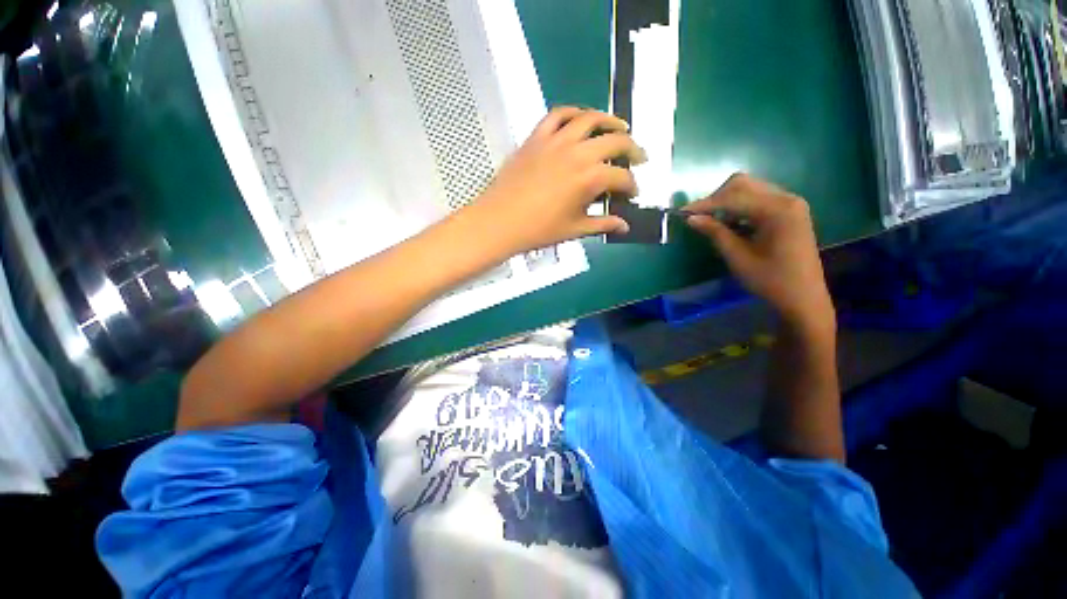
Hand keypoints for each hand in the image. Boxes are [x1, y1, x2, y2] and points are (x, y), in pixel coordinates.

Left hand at [467, 107, 645, 254]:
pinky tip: (580, 119)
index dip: (631, 186)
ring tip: (620, 127)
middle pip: (615, 141)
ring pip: (590, 119)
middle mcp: (578, 153)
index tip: (632, 194)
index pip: (621, 177)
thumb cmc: (538, 230)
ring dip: (610, 121)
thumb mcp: (574, 229)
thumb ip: (602, 224)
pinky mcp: (537, 137)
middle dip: (632, 149)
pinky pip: (558, 115)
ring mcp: (556, 140)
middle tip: (638, 158)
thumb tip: (624, 226)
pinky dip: (573, 113)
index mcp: (589, 179)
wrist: (500, 221)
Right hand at [685, 174, 834, 332]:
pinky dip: (739, 207)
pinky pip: (758, 199)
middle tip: (698, 217)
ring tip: (711, 222)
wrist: (803, 297)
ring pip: (749, 189)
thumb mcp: (738, 257)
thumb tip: (691, 218)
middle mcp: (786, 198)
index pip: (733, 197)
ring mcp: (790, 203)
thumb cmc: (770, 280)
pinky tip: (730, 223)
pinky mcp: (789, 211)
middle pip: (742, 184)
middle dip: (716, 198)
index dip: (705, 204)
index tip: (682, 213)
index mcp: (777, 210)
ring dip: (727, 202)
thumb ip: (715, 233)